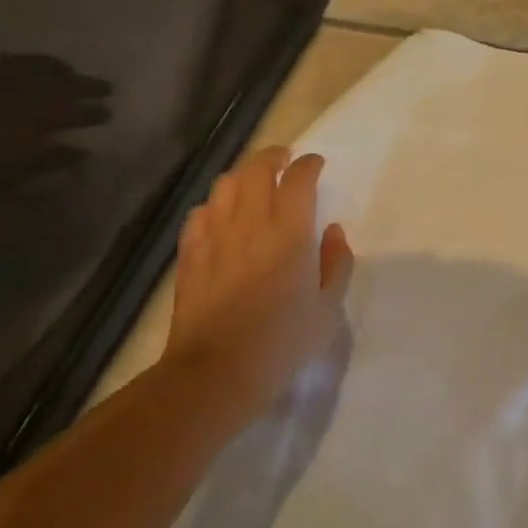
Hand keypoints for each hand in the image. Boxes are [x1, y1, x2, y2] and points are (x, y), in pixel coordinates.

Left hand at [165, 147, 353, 423]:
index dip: (309, 165)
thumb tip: (333, 232)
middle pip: (257, 168)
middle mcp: (251, 222)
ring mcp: (215, 234)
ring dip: (243, 175)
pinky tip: (221, 215)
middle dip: (274, 155)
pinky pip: (200, 212)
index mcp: (290, 232)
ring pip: (226, 184)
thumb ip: (336, 264)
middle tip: (285, 159)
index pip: (299, 179)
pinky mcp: (190, 252)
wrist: (216, 371)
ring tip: (254, 182)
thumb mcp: (327, 310)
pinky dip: (215, 204)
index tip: (316, 164)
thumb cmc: (281, 343)